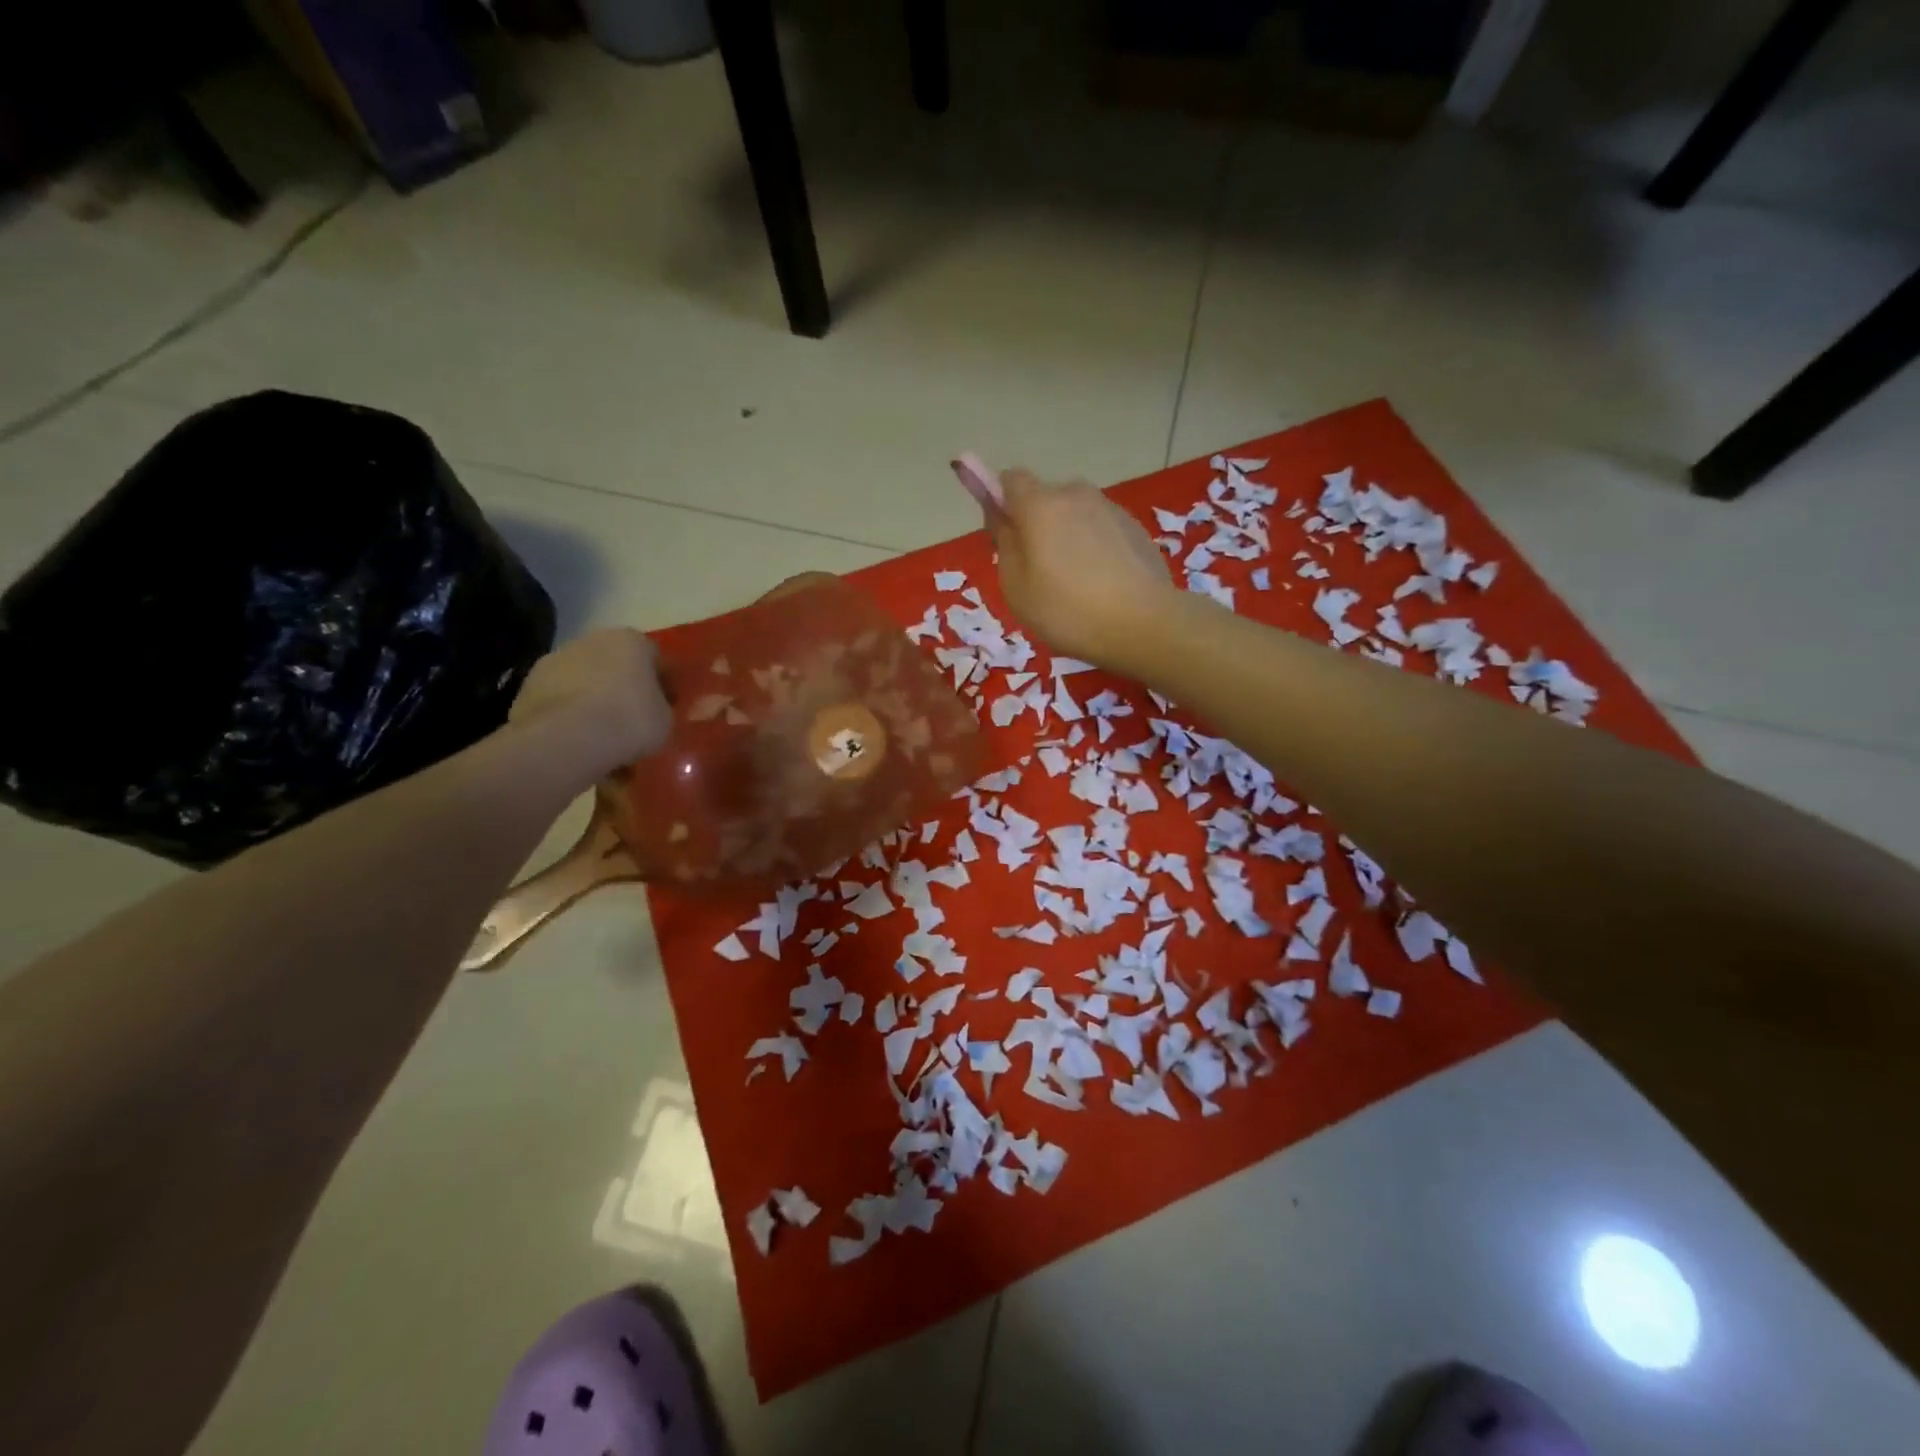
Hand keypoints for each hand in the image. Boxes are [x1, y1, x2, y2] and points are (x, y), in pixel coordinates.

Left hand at [508, 628, 672, 783]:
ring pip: (583, 681)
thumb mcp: (666, 720)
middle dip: (623, 688)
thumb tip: (655, 710)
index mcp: (632, 641)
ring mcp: (555, 660)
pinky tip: (577, 742)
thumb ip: (662, 708)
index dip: (662, 683)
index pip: (655, 657)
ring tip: (602, 737)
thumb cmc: (630, 721)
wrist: (567, 739)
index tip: (667, 706)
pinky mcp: (528, 686)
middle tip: (633, 720)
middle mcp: (592, 640)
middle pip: (615, 664)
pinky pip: (560, 701)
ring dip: (592, 701)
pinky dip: (568, 716)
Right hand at [987, 468, 1176, 670]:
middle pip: (1045, 498)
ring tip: (1076, 583)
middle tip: (1040, 571)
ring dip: (1068, 537)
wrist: (1144, 624)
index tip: (1005, 536)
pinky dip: (1095, 547)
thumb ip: (1004, 544)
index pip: (1010, 479)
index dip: (1001, 502)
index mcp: (1040, 505)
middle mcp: (1076, 494)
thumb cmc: (1067, 610)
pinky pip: (1102, 530)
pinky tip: (1103, 584)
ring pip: (1076, 515)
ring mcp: (1110, 508)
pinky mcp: (1135, 527)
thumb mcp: (1016, 587)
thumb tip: (1003, 517)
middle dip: (1037, 524)